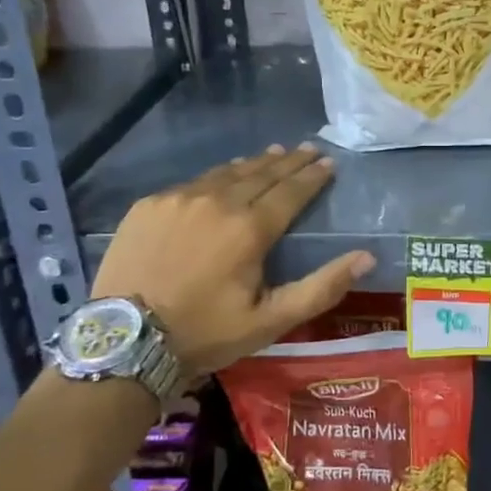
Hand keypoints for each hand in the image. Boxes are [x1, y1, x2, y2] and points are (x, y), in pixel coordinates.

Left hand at [90, 144, 374, 378]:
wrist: (124, 341)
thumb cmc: (205, 333)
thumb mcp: (270, 321)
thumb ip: (321, 287)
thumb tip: (366, 257)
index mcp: (250, 229)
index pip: (291, 191)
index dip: (312, 176)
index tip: (328, 162)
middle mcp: (218, 202)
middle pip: (261, 173)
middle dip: (289, 161)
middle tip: (307, 148)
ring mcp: (179, 199)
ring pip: (227, 172)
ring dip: (254, 163)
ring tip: (273, 153)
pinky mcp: (150, 205)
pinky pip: (193, 183)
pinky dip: (217, 176)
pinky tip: (223, 177)